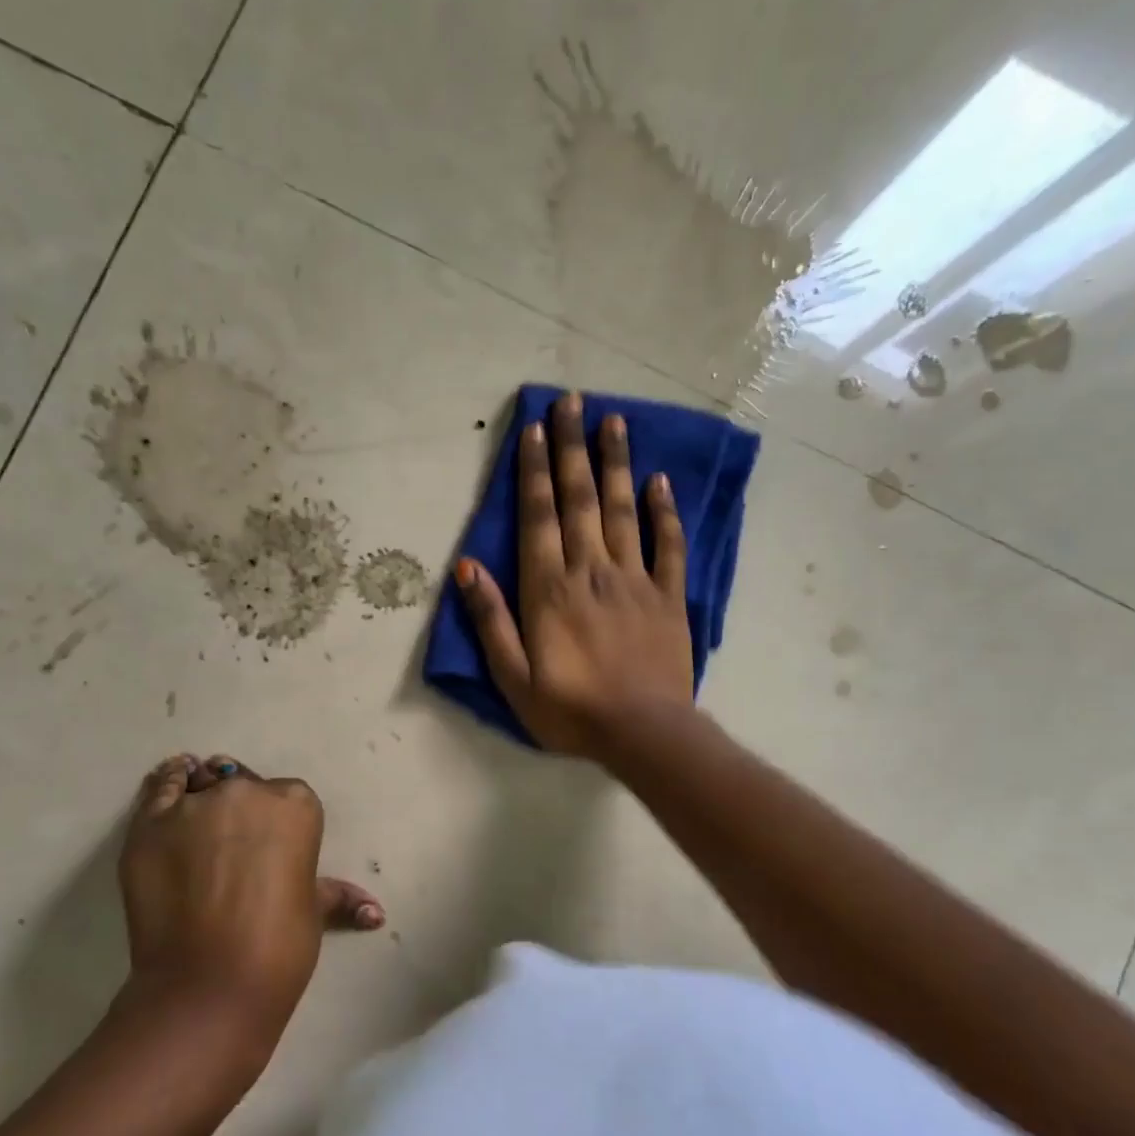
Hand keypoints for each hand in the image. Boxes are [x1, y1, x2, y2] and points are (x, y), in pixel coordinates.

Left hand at [117, 754, 382, 1035]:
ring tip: (194, 828)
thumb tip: (374, 913)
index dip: (274, 822)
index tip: (266, 848)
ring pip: (199, 785)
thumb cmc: (279, 945)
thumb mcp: (314, 911)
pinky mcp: (150, 824)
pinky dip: (166, 784)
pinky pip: (160, 787)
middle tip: (229, 849)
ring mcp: (195, 804)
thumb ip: (339, 896)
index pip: (285, 796)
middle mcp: (246, 792)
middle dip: (238, 809)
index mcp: (296, 805)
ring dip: (200, 798)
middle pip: (241, 785)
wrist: (210, 984)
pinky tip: (171, 785)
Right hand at [456, 392, 694, 758]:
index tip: (535, 428)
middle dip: (573, 448)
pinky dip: (664, 512)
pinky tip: (659, 481)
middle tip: (572, 401)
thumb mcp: (513, 677)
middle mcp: (590, 571)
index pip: (539, 517)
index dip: (535, 470)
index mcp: (548, 590)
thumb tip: (465, 567)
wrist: (643, 733)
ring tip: (613, 421)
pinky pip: (667, 545)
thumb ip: (490, 620)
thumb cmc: (570, 711)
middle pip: (580, 500)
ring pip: (622, 510)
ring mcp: (634, 580)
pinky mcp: (669, 596)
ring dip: (616, 464)